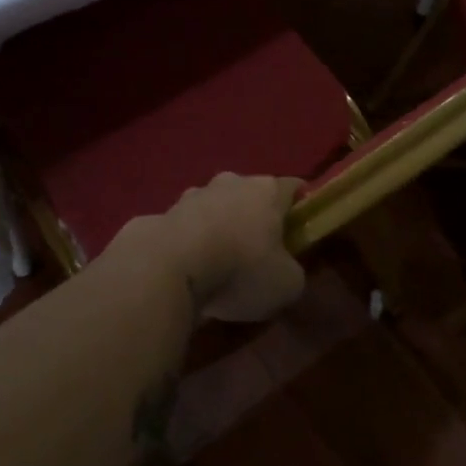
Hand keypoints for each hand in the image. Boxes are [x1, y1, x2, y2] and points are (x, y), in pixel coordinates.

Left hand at [155, 174, 305, 322]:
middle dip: (256, 217)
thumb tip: (285, 269)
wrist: (168, 267)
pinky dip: (193, 241)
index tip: (301, 231)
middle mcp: (232, 181)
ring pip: (217, 206)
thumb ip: (293, 272)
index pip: (294, 187)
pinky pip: (189, 225)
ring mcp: (194, 194)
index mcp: (267, 190)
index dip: (301, 208)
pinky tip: (192, 267)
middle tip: (260, 251)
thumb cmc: (240, 269)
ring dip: (221, 227)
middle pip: (252, 194)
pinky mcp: (164, 212)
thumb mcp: (287, 284)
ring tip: (220, 262)